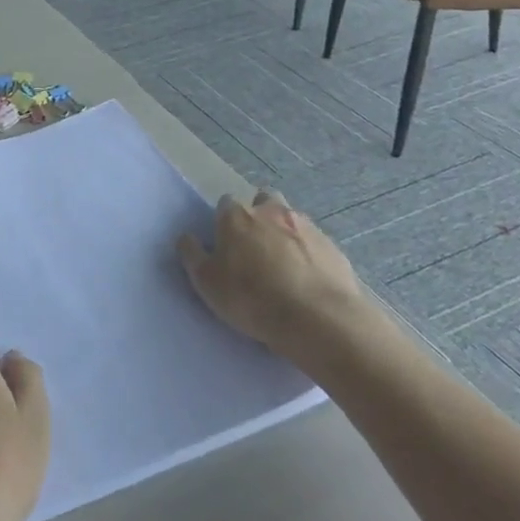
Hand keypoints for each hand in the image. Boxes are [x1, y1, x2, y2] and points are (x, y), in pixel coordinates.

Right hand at [178, 190, 362, 356]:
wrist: (318, 319)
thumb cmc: (252, 299)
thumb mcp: (207, 283)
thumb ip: (192, 255)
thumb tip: (186, 237)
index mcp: (237, 216)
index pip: (226, 204)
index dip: (225, 222)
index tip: (226, 245)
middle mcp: (272, 211)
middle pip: (263, 200)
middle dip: (259, 216)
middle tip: (256, 249)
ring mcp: (306, 226)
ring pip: (291, 220)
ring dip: (285, 234)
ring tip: (285, 268)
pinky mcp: (333, 247)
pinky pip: (315, 244)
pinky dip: (310, 255)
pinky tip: (308, 281)